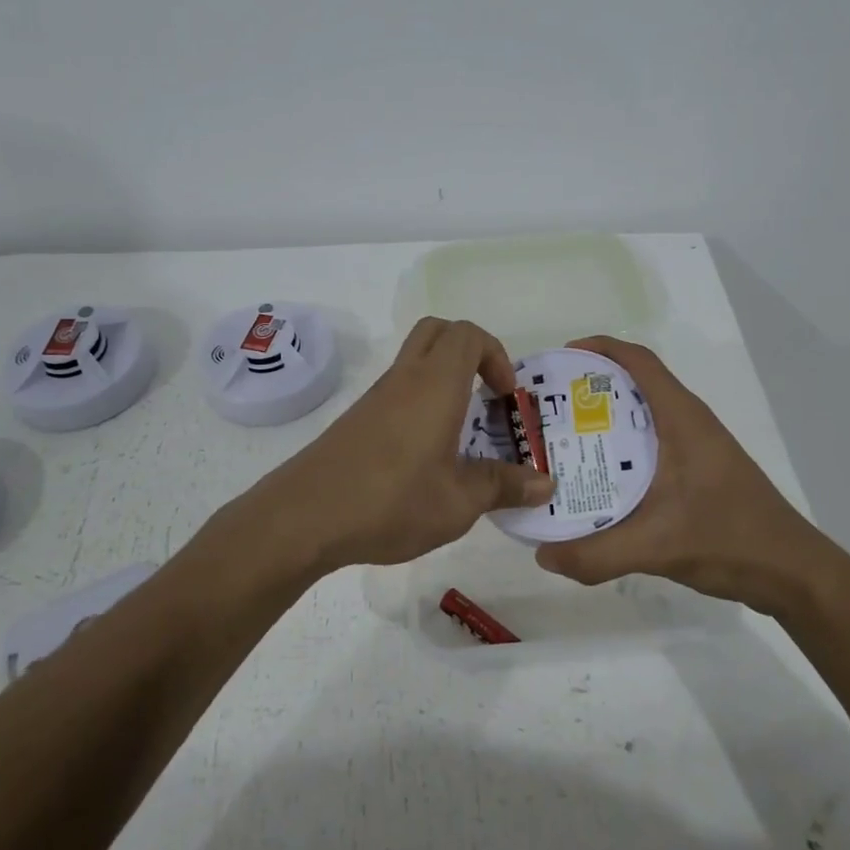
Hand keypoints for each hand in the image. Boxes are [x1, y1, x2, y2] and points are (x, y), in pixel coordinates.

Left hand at [240, 317, 556, 573]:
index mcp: (435, 385)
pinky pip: (397, 390)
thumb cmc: (390, 502)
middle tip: (486, 396)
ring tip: (463, 432)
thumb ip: (503, 487)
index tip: (505, 396)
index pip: (468, 334)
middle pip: (438, 332)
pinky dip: (421, 401)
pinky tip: (426, 454)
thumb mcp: (458, 503)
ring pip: (415, 360)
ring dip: (444, 379)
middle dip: (470, 352)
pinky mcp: (357, 419)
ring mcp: (376, 397)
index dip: (496, 355)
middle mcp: (404, 379)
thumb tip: (546, 483)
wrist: (303, 517)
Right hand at [532, 336, 820, 614]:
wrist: (794, 574)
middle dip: (589, 388)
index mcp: (682, 419)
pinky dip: (620, 449)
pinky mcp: (699, 472)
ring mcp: (697, 448)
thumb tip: (541, 554)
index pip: (639, 361)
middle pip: (634, 385)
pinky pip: (651, 445)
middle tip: (547, 409)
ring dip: (604, 420)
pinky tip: (597, 479)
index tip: (559, 359)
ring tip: (561, 441)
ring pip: (642, 417)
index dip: (599, 349)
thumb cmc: (730, 540)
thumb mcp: (657, 547)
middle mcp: (689, 423)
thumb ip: (596, 554)